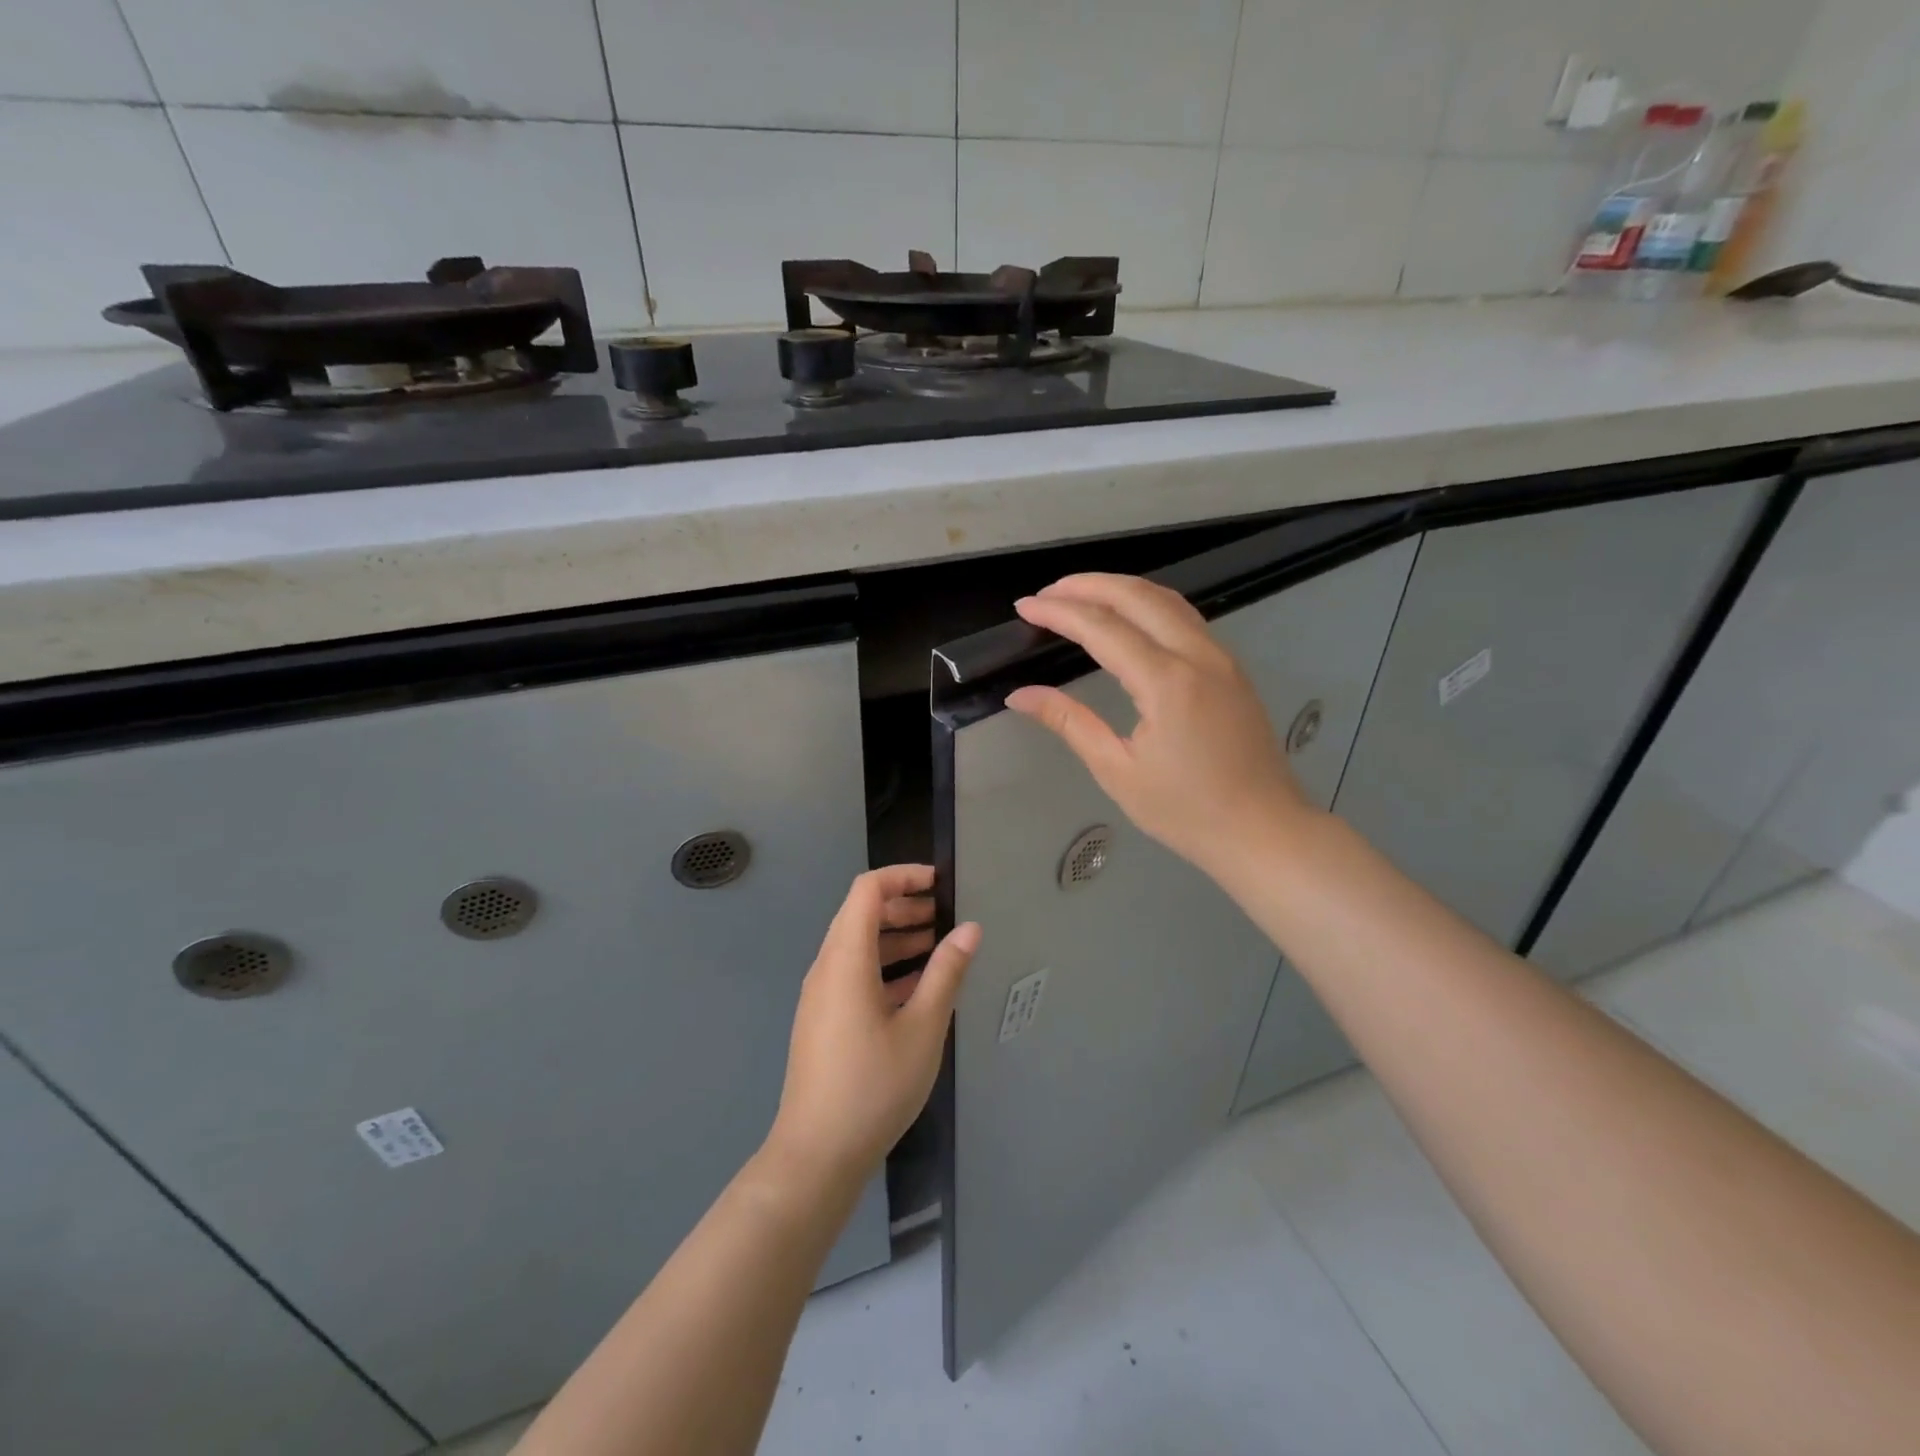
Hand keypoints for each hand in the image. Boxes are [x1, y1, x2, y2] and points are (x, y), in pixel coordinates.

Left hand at [767, 866, 979, 1186]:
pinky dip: (884, 967)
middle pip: (860, 915)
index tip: (939, 884)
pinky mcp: (822, 1019)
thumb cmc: (874, 1085)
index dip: (902, 876)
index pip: (867, 890)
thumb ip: (946, 972)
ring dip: (895, 938)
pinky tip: (917, 988)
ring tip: (938, 947)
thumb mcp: (923, 1028)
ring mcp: (821, 995)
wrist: (817, 1154)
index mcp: (846, 959)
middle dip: (903, 907)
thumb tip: (969, 928)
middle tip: (943, 916)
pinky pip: (853, 974)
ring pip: (857, 946)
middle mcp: (826, 968)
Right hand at [1007, 574, 1311, 881]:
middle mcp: (1197, 656)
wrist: (1264, 831)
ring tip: (1080, 594)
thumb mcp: (1118, 771)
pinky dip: (1148, 604)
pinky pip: (1185, 618)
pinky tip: (1129, 616)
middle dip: (1088, 585)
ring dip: (1120, 588)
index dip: (1059, 612)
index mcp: (1167, 683)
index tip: (1024, 606)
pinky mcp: (1231, 668)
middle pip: (1137, 596)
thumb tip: (1020, 695)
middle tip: (1047, 593)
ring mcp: (1221, 658)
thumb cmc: (1186, 811)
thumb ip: (1069, 722)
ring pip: (1167, 600)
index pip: (1102, 629)